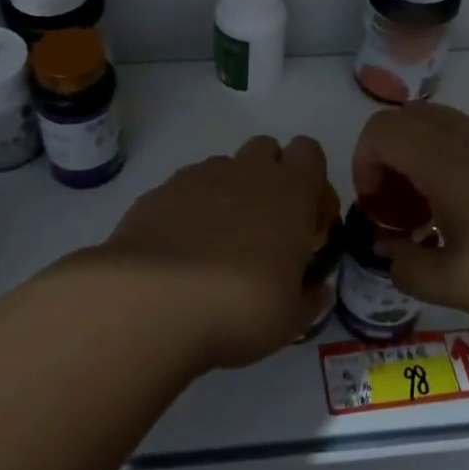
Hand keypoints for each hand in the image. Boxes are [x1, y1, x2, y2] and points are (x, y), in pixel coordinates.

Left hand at [73, 136, 333, 371]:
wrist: (151, 302)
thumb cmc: (239, 307)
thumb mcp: (290, 320)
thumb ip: (309, 298)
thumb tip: (317, 290)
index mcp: (289, 192)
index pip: (309, 151)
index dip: (308, 175)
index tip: (303, 211)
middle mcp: (246, 172)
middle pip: (265, 149)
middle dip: (267, 176)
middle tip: (261, 225)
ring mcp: (197, 177)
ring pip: (222, 168)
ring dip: (225, 193)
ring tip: (214, 244)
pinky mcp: (157, 192)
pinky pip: (182, 189)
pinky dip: (186, 210)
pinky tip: (177, 252)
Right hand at [352, 103, 468, 345]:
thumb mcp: (452, 284)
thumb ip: (407, 266)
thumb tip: (389, 253)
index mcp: (443, 158)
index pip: (380, 130)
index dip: (364, 166)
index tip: (379, 212)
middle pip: (409, 120)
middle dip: (390, 159)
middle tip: (401, 211)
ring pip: (445, 128)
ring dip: (424, 160)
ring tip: (437, 217)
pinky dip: (458, 164)